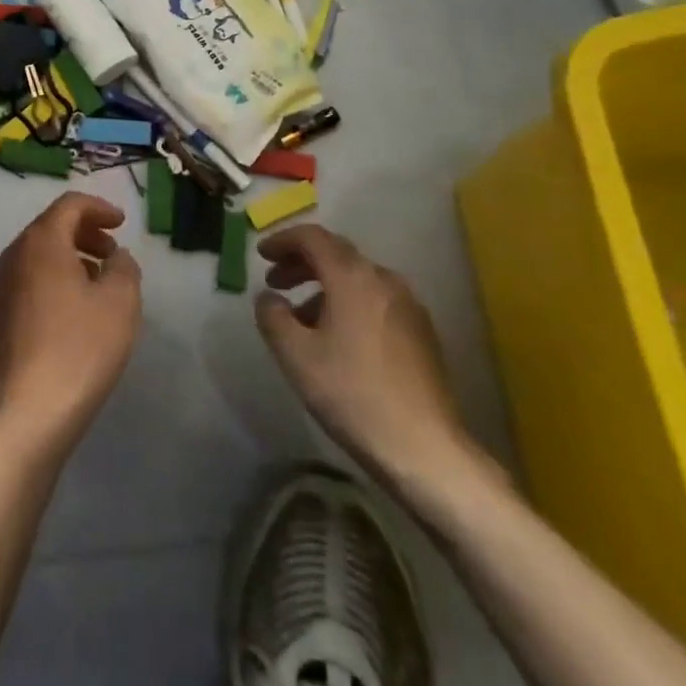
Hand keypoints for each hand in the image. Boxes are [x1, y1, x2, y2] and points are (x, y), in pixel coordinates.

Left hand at [0, 193, 141, 450]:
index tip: (122, 224)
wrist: (32, 412)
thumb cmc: (82, 347)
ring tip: (99, 283)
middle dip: (85, 233)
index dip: (99, 208)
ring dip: (70, 257)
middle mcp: (14, 256)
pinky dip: (54, 280)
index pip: (69, 206)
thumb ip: (124, 267)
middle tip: (113, 253)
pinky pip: (29, 281)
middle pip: (50, 227)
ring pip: (38, 256)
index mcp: (41, 243)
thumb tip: (115, 257)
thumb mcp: (121, 302)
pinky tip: (74, 310)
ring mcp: (0, 288)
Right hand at [255, 225, 478, 497]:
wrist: (425, 448)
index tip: (260, 255)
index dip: (282, 240)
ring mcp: (408, 304)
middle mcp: (383, 279)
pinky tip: (338, 337)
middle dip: (301, 262)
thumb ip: (272, 316)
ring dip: (324, 285)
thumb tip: (269, 297)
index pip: (312, 237)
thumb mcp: (295, 355)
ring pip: (357, 278)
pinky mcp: (421, 331)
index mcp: (352, 277)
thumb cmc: (352, 394)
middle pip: (336, 253)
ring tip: (301, 317)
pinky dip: (348, 302)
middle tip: (275, 282)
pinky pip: (375, 299)